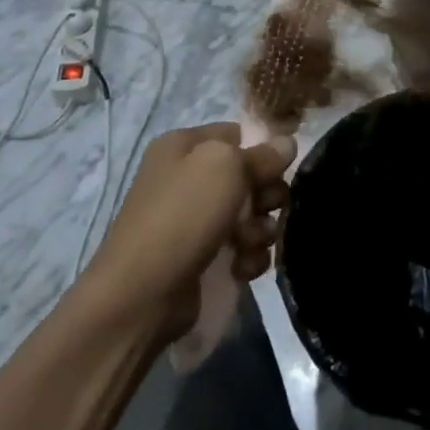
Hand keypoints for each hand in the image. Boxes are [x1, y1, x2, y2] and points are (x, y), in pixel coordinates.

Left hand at [85, 124, 295, 339]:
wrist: (142, 294)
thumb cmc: (183, 216)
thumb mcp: (225, 167)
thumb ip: (261, 153)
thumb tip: (287, 143)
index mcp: (184, 147)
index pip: (236, 134)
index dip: (262, 150)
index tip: (280, 169)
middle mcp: (187, 178)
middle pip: (248, 176)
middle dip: (266, 194)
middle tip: (266, 209)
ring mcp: (194, 220)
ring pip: (250, 214)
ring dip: (261, 230)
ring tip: (250, 244)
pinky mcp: (202, 256)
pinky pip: (242, 248)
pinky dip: (248, 257)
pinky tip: (242, 268)